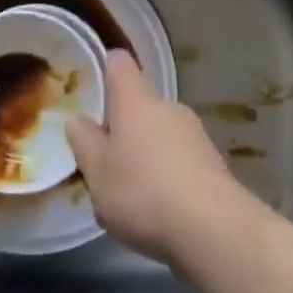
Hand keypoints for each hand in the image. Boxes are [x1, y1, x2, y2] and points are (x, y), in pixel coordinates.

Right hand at [66, 50, 257, 269]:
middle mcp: (167, 107)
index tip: (92, 88)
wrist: (213, 229)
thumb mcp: (97, 171)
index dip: (105, 68)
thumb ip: (84, 142)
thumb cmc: (143, 191)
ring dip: (147, 155)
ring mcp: (195, 134)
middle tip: (106, 160)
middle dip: (124, 127)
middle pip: (140, 104)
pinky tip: (161, 212)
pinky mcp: (213, 165)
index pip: (119, 63)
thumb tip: (78, 120)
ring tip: (133, 196)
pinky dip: (169, 177)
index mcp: (135, 100)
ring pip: (161, 135)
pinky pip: (181, 161)